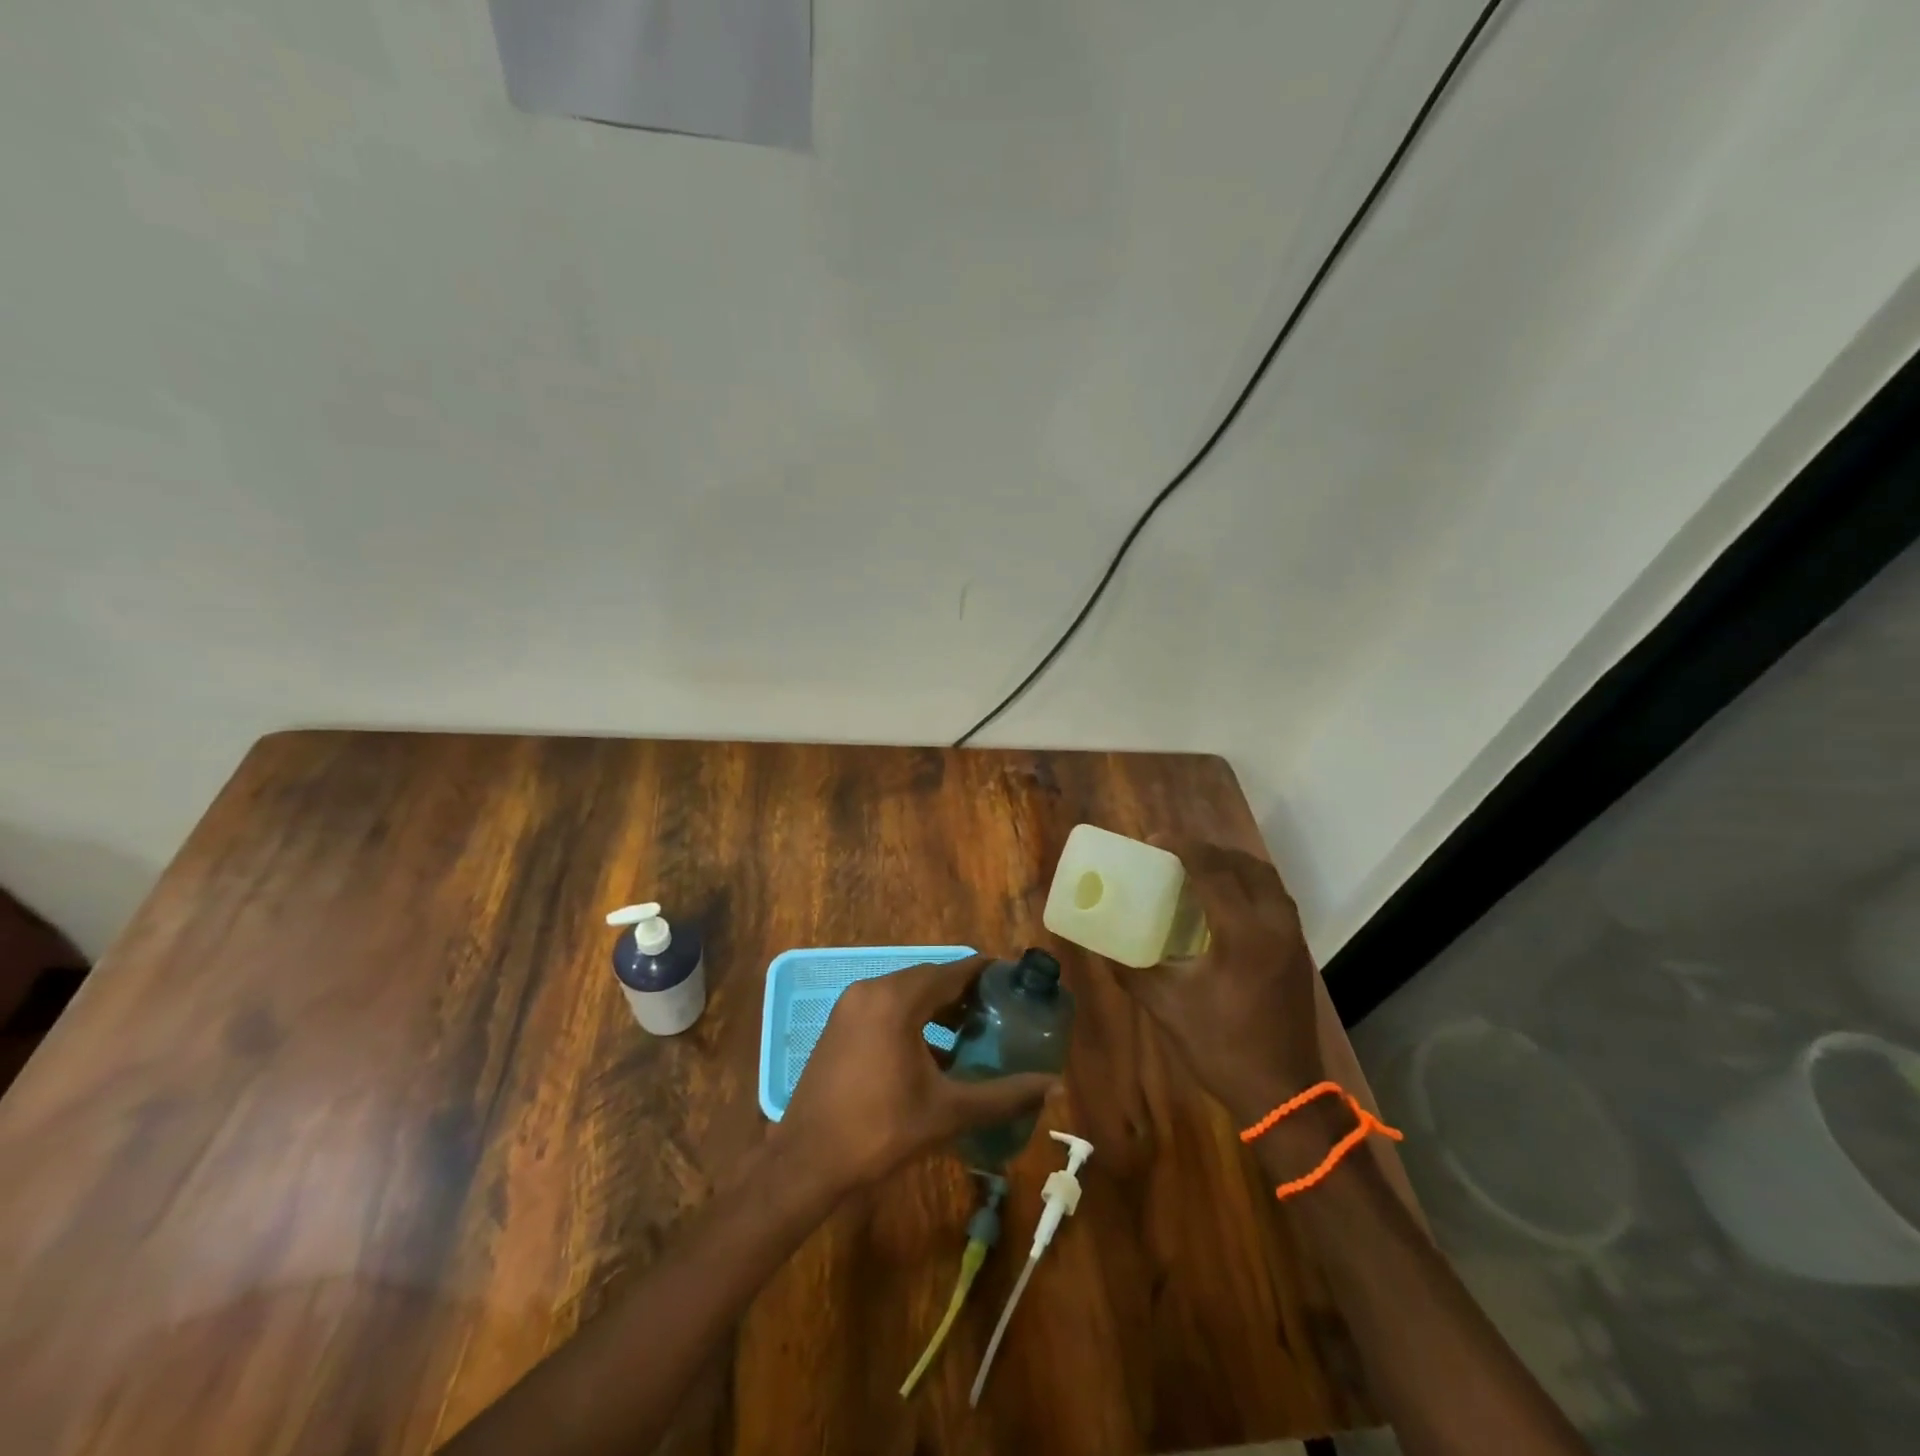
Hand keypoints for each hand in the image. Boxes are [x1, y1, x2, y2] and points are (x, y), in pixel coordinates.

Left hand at [778, 955, 1058, 1192]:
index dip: (986, 973)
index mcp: (897, 999)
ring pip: (906, 992)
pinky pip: (886, 1006)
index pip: (953, 970)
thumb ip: (1003, 1096)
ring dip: (939, 1006)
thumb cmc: (879, 1131)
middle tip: (999, 1012)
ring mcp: (851, 1006)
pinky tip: (933, 1051)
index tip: (1015, 982)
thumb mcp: (947, 1113)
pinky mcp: (840, 1024)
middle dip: (965, 992)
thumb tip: (1054, 1086)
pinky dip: (913, 1017)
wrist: (806, 1162)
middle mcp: (872, 989)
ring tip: (972, 1032)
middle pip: (930, 978)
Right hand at [1111, 838, 1324, 1125]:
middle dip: (1208, 851)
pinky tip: (1223, 899)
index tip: (1154, 838)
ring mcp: (1291, 937)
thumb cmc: (1221, 1047)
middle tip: (1174, 853)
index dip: (1183, 848)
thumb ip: (1130, 971)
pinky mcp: (1297, 951)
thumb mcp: (1167, 1007)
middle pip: (1244, 866)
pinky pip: (1274, 897)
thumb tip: (1099, 946)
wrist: (1283, 1093)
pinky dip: (1248, 884)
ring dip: (1232, 864)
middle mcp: (1273, 924)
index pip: (1213, 871)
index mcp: (1242, 933)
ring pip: (1265, 879)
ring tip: (1198, 868)